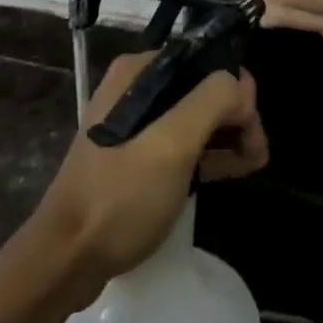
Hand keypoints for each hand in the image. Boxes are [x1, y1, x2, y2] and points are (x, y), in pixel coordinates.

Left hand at [34, 51, 268, 298]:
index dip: (235, 90)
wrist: (66, 260)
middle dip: (235, 115)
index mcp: (139, 71)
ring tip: (253, 162)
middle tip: (256, 151)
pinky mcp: (135, 156)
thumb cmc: (120, 197)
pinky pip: (182, 142)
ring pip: (196, 116)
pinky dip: (208, 151)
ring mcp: (134, 124)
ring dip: (227, 134)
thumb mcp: (171, 144)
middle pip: (203, 88)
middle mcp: (136, 87)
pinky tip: (233, 169)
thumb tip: (241, 87)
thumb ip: (212, 101)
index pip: (205, 62)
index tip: (251, 128)